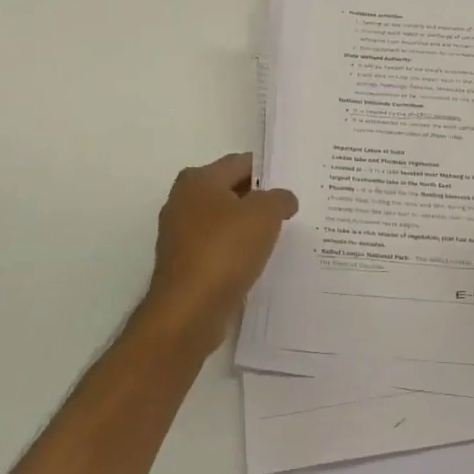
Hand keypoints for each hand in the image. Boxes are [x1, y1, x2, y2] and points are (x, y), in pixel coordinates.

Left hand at [138, 153, 297, 357]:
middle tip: (290, 209)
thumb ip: (279, 198)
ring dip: (248, 228)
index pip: (240, 163)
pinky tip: (257, 262)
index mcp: (198, 180)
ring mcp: (180, 235)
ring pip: (224, 222)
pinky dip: (236, 252)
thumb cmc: (225, 250)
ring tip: (279, 237)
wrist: (188, 311)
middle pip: (230, 191)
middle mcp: (183, 202)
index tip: (293, 183)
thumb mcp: (265, 214)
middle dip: (259, 199)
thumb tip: (283, 200)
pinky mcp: (184, 264)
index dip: (269, 171)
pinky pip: (218, 248)